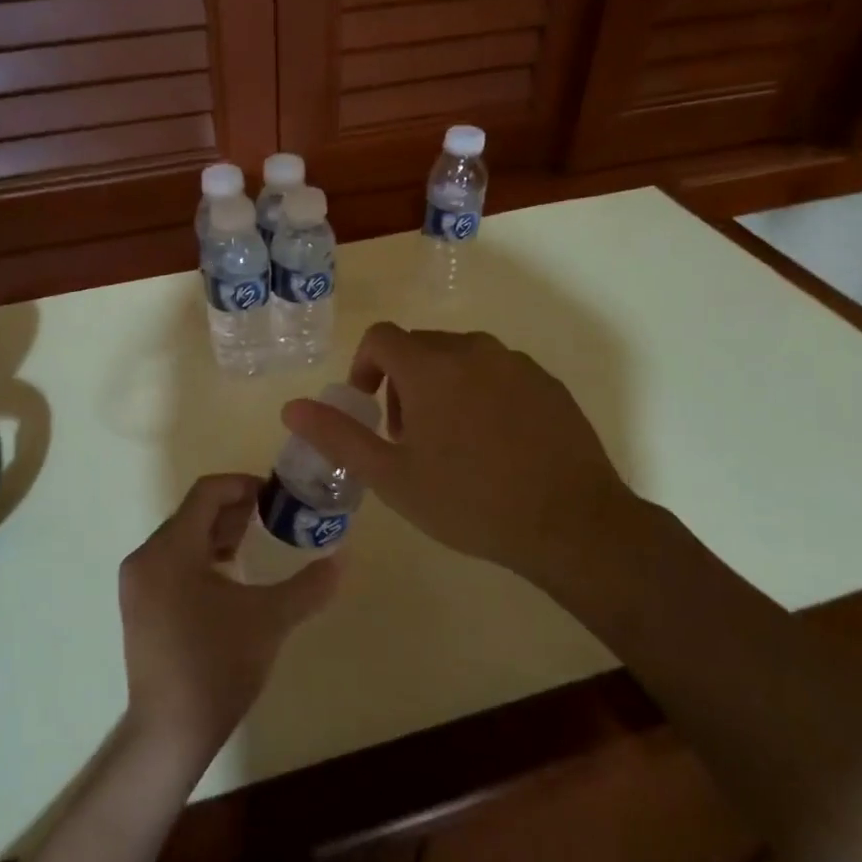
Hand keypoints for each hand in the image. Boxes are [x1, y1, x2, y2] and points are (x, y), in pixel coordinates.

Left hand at [118, 475, 338, 772]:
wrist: (171, 730)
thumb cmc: (218, 665)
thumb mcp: (270, 620)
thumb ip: (308, 586)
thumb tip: (343, 558)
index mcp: (170, 550)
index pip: (205, 493)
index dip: (242, 485)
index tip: (275, 496)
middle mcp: (146, 558)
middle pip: (192, 514)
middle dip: (234, 510)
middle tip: (273, 518)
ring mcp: (138, 584)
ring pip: (182, 539)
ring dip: (219, 534)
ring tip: (256, 544)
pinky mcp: (139, 606)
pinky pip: (172, 563)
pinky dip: (202, 557)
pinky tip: (231, 577)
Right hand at [280, 324, 638, 586]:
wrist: (571, 523)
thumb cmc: (469, 501)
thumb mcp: (391, 476)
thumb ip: (338, 435)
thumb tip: (291, 407)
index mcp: (431, 366)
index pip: (381, 338)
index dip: (364, 367)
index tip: (369, 408)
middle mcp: (474, 350)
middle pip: (420, 348)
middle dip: (401, 383)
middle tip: (407, 438)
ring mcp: (516, 364)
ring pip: (461, 359)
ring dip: (441, 388)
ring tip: (450, 445)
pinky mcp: (548, 384)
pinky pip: (498, 374)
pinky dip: (481, 394)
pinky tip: (494, 446)